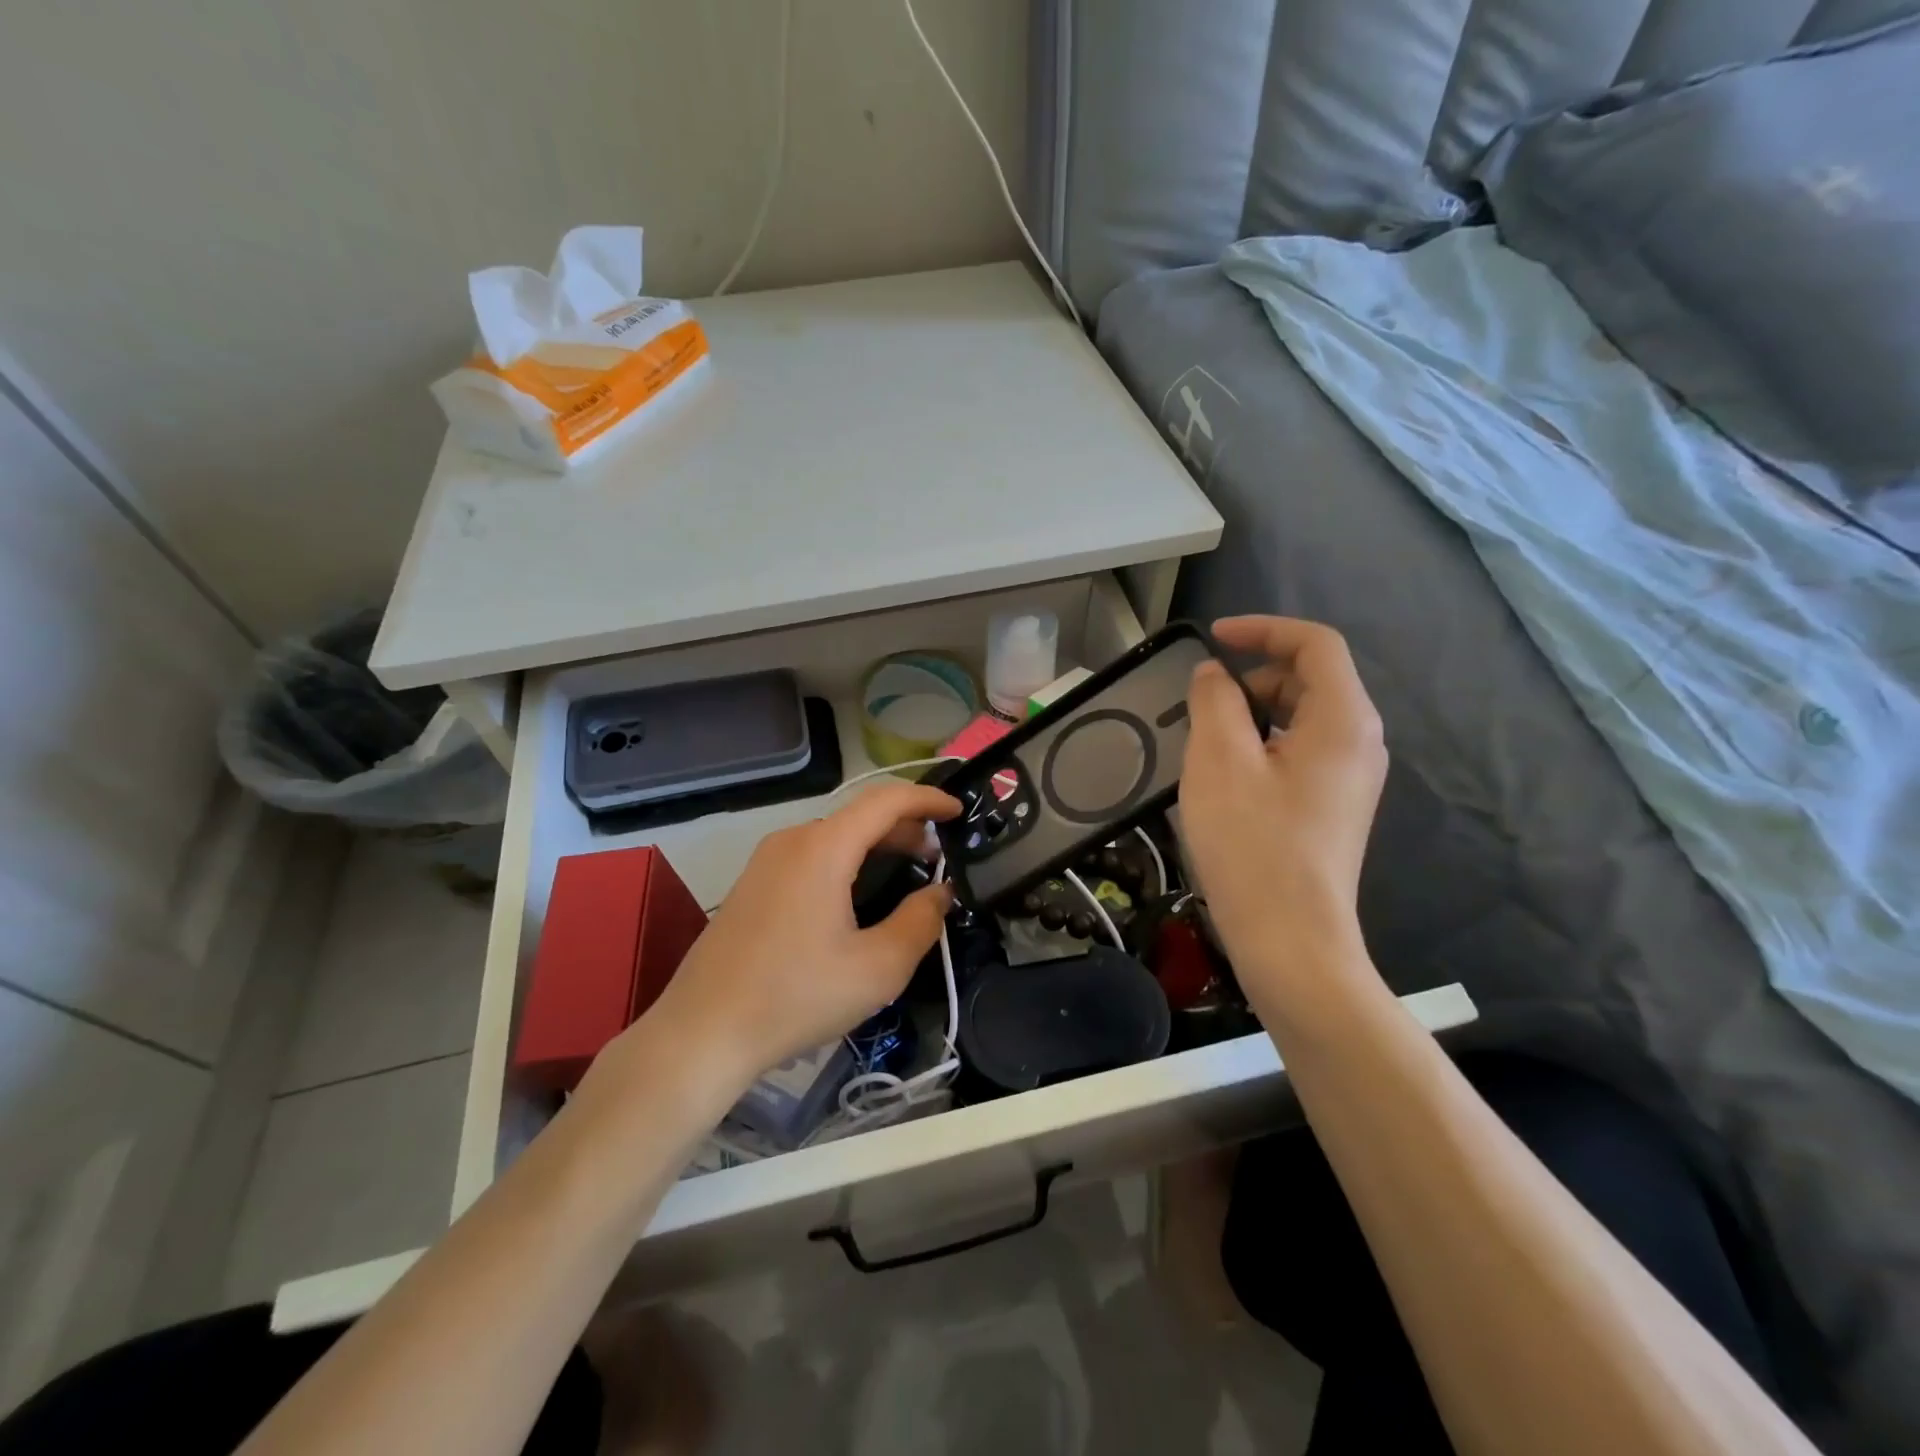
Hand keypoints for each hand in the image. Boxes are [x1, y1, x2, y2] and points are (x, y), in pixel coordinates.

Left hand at [618, 782, 959, 1098]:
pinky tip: (857, 896)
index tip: (959, 811)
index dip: (928, 799)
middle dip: (905, 828)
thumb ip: (920, 922)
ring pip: (834, 836)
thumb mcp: (878, 968)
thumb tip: (940, 893)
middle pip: (859, 816)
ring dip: (875, 845)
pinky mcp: (752, 884)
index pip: (886, 800)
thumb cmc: (796, 996)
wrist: (701, 1032)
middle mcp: (792, 841)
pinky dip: (846, 860)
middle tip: (939, 856)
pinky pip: (811, 856)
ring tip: (906, 874)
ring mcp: (765, 861)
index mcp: (823, 848)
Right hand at [1179, 616, 1386, 1007]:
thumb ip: (1214, 701)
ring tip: (1208, 743)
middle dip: (1255, 676)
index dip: (1264, 629)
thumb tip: (1214, 675)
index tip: (1213, 637)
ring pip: (1302, 718)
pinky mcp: (1334, 807)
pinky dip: (1263, 744)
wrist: (1290, 940)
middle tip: (1204, 704)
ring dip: (1253, 713)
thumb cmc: (1252, 844)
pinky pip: (1300, 752)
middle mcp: (1360, 742)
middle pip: (1311, 679)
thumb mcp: (1219, 760)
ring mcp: (1351, 779)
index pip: (1316, 644)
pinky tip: (1227, 778)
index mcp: (1343, 720)